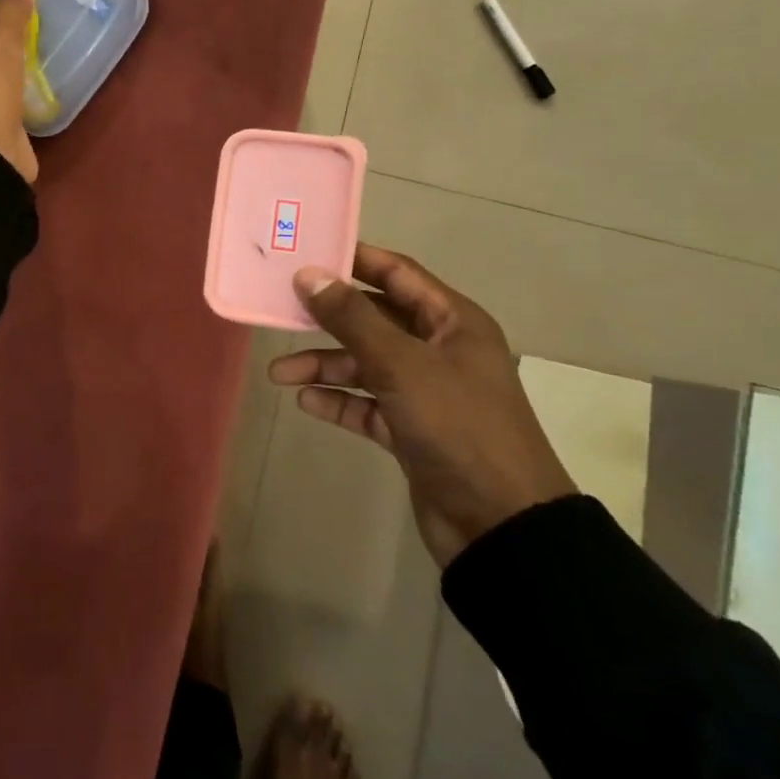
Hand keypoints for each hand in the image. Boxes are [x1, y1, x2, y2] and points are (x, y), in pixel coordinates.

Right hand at [268, 245, 574, 567]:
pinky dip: (338, 401)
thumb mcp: (401, 364)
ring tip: (279, 374)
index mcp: (452, 322)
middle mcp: (439, 350)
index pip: (396, 273)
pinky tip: (306, 402)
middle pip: (374, 319)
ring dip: (324, 366)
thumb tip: (308, 274)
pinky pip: (366, 404)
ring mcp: (425, 392)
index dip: (353, 261)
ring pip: (365, 365)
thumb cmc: (457, 426)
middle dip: (327, 319)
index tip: (306, 254)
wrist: (500, 524)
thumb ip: (352, 318)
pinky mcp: (411, 430)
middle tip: (281, 311)